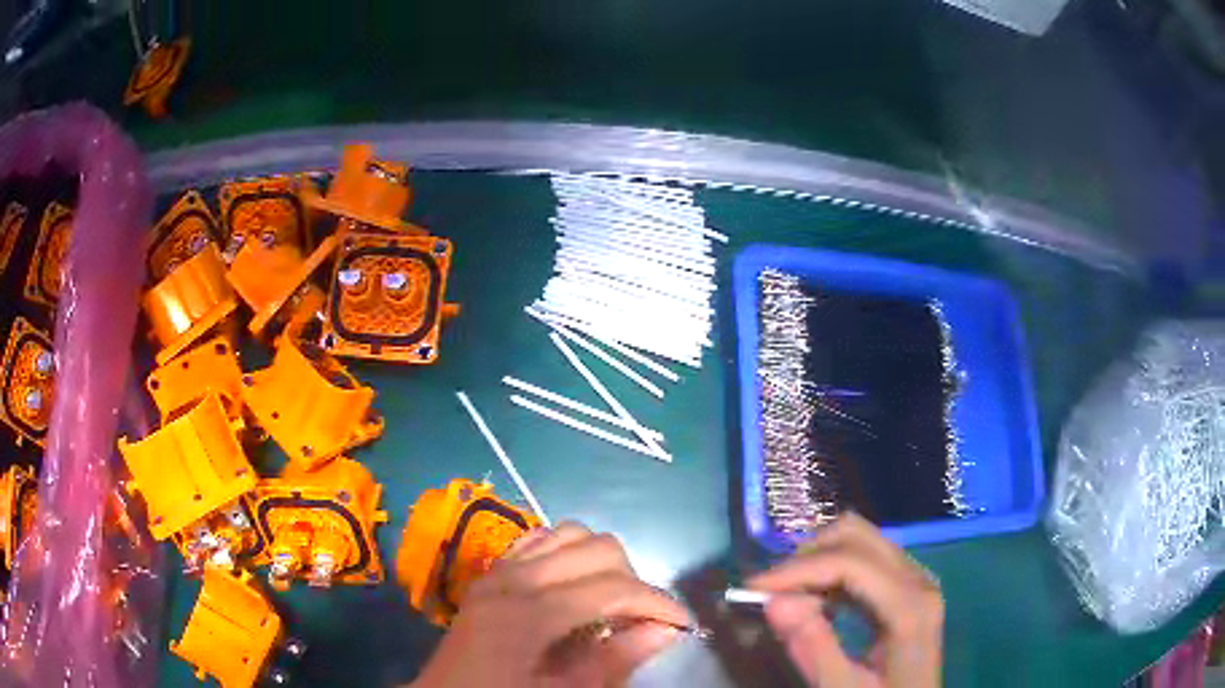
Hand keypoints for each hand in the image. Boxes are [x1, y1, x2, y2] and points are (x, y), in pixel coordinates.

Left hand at [413, 522, 690, 687]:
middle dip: (633, 580)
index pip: (614, 589)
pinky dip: (568, 553)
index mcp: (530, 614)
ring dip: (602, 563)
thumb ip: (613, 661)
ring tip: (610, 601)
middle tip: (641, 619)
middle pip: (597, 548)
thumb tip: (666, 631)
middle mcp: (515, 578)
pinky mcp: (491, 571)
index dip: (658, 603)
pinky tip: (574, 585)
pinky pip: (538, 539)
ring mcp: (499, 569)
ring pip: (570, 533)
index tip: (683, 625)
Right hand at [747, 513, 942, 687]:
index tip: (752, 587)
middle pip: (857, 536)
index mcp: (911, 606)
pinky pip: (865, 557)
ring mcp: (915, 577)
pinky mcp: (906, 583)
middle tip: (770, 592)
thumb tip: (773, 602)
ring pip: (860, 539)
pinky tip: (816, 600)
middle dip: (807, 558)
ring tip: (790, 596)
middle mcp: (918, 579)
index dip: (799, 569)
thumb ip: (813, 648)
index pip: (851, 563)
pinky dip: (832, 569)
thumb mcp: (843, 687)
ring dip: (818, 559)